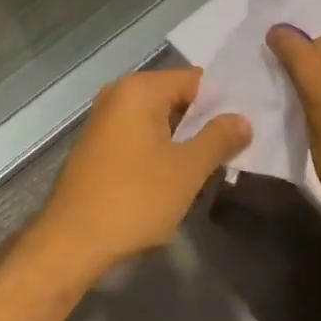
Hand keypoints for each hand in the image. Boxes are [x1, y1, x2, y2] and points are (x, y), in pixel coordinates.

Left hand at [34, 68, 250, 279]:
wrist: (73, 240)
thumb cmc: (134, 198)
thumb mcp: (187, 169)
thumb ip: (218, 138)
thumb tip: (242, 119)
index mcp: (139, 89)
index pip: (194, 80)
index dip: (223, 102)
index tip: (248, 124)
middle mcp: (119, 94)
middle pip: (176, 98)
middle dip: (205, 122)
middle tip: (238, 148)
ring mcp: (105, 120)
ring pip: (159, 121)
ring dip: (185, 141)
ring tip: (215, 165)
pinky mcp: (99, 146)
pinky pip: (141, 137)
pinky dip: (162, 151)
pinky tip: (179, 178)